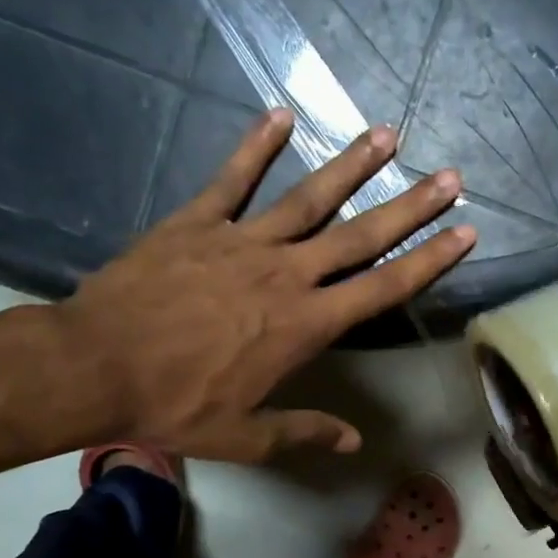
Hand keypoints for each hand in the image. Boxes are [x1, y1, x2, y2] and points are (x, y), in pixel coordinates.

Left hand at [56, 110, 470, 461]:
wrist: (94, 366)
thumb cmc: (175, 405)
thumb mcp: (245, 434)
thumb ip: (304, 430)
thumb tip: (353, 442)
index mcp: (305, 326)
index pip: (382, 289)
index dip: (428, 261)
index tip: (464, 233)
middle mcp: (286, 275)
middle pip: (360, 236)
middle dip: (409, 207)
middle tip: (448, 177)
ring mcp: (241, 243)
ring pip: (309, 199)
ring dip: (351, 166)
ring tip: (387, 135)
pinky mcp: (196, 224)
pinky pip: (232, 180)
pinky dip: (256, 147)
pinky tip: (282, 115)